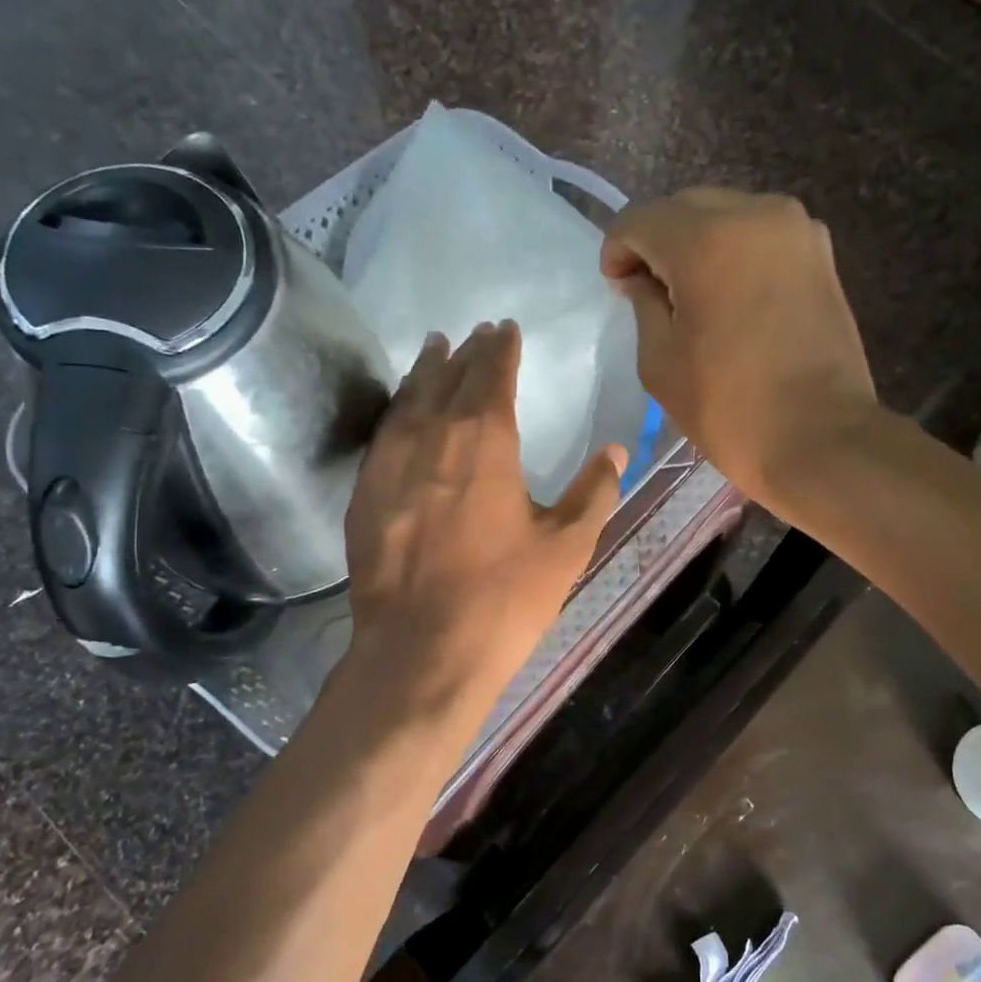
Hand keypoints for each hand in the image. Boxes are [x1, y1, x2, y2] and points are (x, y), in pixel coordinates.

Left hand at [345, 320, 625, 709]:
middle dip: (465, 353)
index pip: (492, 375)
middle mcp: (431, 437)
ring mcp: (389, 465)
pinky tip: (401, 412)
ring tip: (433, 349)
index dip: (501, 349)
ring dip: (425, 371)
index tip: (505, 329)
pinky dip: (397, 410)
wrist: (422, 651)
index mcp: (485, 440)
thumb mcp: (566, 546)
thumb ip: (594, 491)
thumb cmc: (504, 597)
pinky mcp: (364, 495)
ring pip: (408, 400)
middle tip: (474, 333)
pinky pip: (383, 434)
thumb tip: (616, 449)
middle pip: (448, 379)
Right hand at [601, 188, 878, 504]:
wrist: (821, 438)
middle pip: (685, 207)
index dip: (617, 249)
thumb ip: (643, 305)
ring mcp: (797, 230)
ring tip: (692, 296)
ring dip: (699, 244)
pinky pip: (761, 236)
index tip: (617, 287)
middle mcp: (756, 215)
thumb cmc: (730, 408)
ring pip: (726, 215)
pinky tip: (731, 297)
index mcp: (707, 240)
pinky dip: (736, 254)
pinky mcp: (820, 254)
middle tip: (649, 292)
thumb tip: (642, 279)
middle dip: (658, 242)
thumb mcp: (661, 363)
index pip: (640, 219)